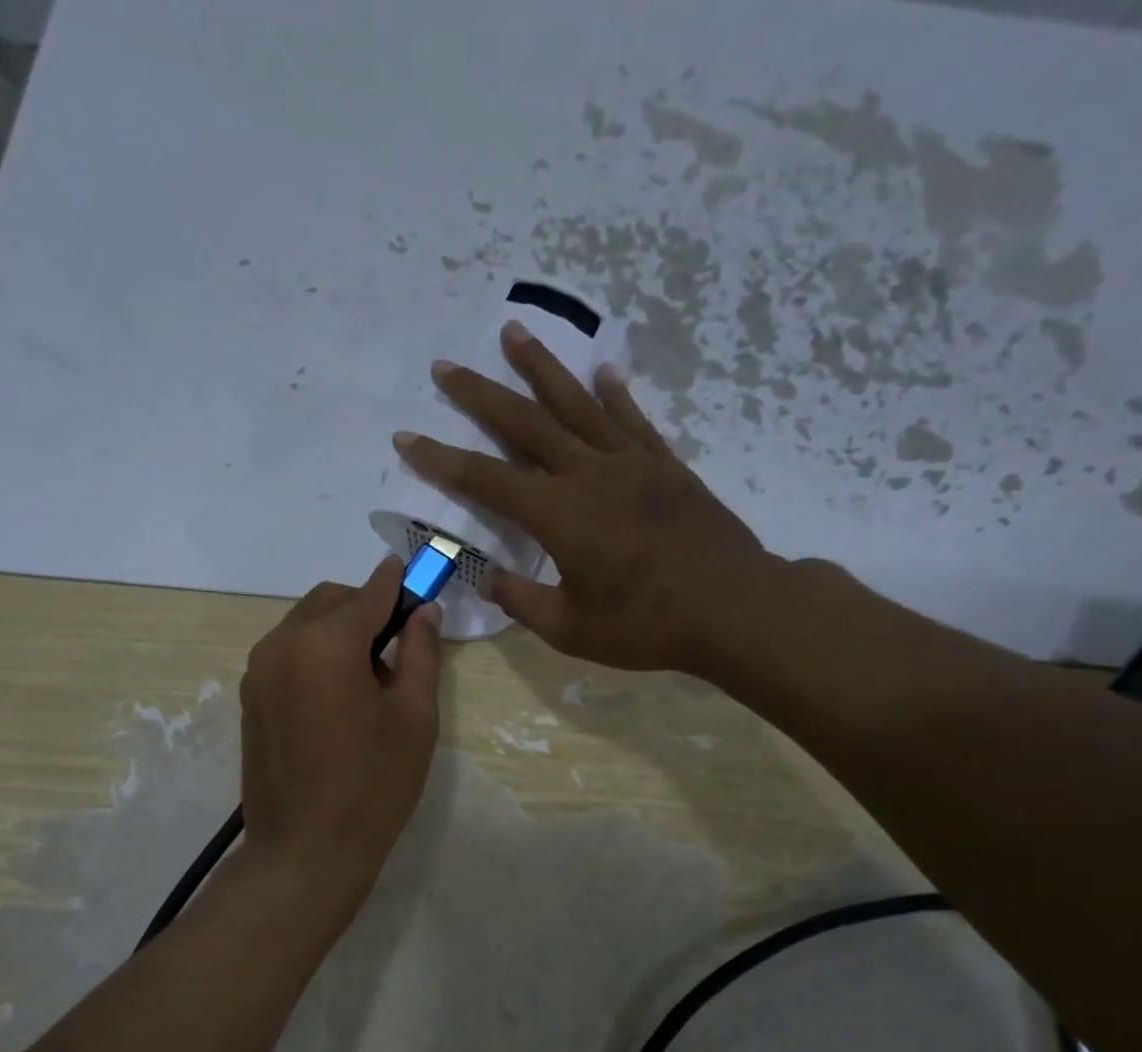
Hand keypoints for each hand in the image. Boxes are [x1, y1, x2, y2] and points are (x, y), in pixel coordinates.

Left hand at [239, 557, 442, 899]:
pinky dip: (315, 654)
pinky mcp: (250, 697)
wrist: (306, 851)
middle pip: (331, 600)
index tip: (420, 581)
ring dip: (339, 632)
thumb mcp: (415, 718)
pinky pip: (287, 653)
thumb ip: (421, 653)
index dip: (399, 584)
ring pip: (305, 624)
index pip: (370, 592)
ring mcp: (258, 670)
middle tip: (399, 647)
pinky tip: (337, 698)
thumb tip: (423, 611)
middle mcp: (282, 643)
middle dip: (367, 608)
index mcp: (327, 642)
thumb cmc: (374, 786)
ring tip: (369, 680)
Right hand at [392, 321, 779, 676]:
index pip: (486, 480)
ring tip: (512, 332)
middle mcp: (589, 475)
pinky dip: (613, 394)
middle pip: (525, 424)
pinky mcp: (665, 466)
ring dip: (540, 368)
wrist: (734, 607)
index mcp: (560, 516)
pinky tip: (601, 371)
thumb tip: (490, 579)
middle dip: (480, 395)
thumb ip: (524, 601)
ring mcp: (631, 463)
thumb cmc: (647, 625)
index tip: (407, 438)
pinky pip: (632, 420)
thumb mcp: (572, 630)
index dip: (442, 460)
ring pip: (576, 404)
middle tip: (445, 367)